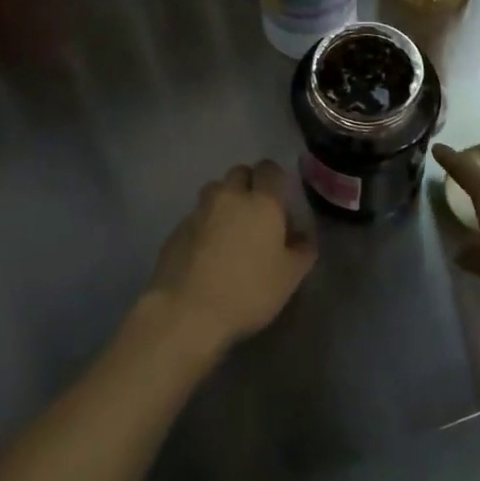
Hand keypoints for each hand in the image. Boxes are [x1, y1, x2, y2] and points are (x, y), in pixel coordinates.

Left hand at [148, 161, 316, 352]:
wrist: (186, 311)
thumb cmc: (248, 291)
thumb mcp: (290, 277)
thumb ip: (302, 250)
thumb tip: (302, 236)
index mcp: (262, 202)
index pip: (269, 169)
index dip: (275, 179)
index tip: (280, 199)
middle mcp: (230, 197)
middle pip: (239, 173)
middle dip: (249, 185)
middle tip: (256, 214)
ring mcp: (199, 211)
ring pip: (215, 191)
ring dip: (225, 201)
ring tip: (230, 230)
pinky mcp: (176, 228)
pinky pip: (196, 215)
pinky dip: (205, 224)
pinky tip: (207, 251)